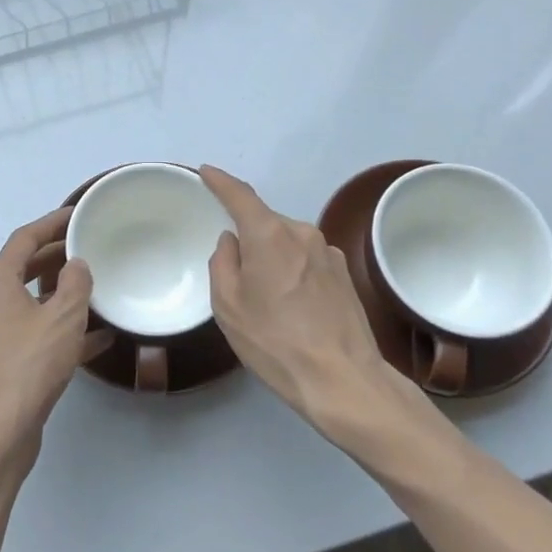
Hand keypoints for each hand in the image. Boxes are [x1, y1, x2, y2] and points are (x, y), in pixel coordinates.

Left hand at [0, 205, 112, 464]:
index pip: (24, 238)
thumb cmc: (29, 365)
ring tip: (96, 286)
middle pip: (25, 268)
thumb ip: (75, 284)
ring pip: (33, 302)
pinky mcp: (6, 362)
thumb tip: (76, 265)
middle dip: (58, 257)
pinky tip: (99, 337)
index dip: (51, 222)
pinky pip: (38, 333)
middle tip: (90, 248)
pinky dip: (63, 329)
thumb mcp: (62, 318)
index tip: (78, 214)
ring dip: (62, 293)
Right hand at [202, 166, 434, 444]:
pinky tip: (292, 305)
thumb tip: (232, 242)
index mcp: (269, 235)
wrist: (343, 380)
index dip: (220, 181)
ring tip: (266, 297)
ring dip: (272, 256)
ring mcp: (328, 252)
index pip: (240, 195)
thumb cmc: (275, 342)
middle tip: (235, 272)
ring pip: (287, 241)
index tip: (206, 172)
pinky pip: (307, 258)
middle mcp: (301, 233)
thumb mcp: (228, 306)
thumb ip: (223, 263)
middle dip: (248, 236)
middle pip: (265, 222)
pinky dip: (293, 269)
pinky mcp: (345, 273)